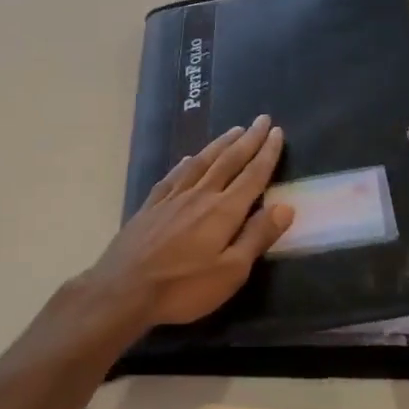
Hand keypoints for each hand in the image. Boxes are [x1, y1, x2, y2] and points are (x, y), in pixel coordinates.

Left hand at [82, 115, 293, 329]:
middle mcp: (200, 195)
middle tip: (261, 119)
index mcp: (223, 210)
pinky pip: (173, 176)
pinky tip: (188, 158)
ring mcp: (172, 198)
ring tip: (234, 130)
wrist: (123, 289)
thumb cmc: (183, 287)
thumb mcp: (231, 272)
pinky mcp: (151, 206)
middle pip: (228, 161)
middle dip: (248, 140)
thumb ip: (257, 237)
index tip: (276, 131)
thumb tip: (285, 206)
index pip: (252, 175)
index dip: (266, 153)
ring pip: (201, 162)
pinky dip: (186, 163)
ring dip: (220, 144)